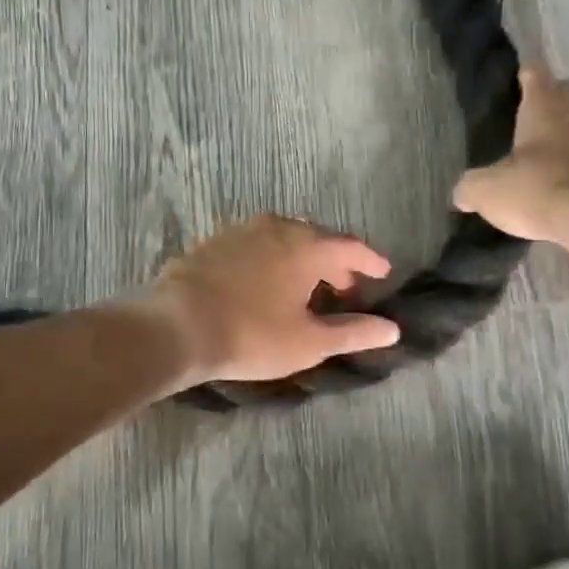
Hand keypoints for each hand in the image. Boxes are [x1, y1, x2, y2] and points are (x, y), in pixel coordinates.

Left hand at [146, 215, 401, 384]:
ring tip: (306, 288)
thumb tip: (393, 329)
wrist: (176, 327)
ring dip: (302, 259)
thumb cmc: (252, 335)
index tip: (383, 273)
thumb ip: (353, 332)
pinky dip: (272, 259)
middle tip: (345, 288)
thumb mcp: (309, 342)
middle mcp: (277, 227)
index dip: (370, 261)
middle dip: (335, 262)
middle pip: (317, 239)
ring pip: (284, 238)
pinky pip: (256, 245)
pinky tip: (265, 284)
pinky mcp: (214, 242)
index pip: (350, 247)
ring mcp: (242, 230)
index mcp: (307, 246)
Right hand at [454, 66, 568, 248]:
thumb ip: (470, 187)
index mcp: (543, 109)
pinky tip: (561, 176)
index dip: (527, 74)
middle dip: (552, 97)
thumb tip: (462, 194)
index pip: (536, 76)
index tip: (519, 75)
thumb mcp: (487, 190)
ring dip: (566, 131)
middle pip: (566, 94)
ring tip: (545, 145)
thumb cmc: (537, 188)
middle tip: (531, 109)